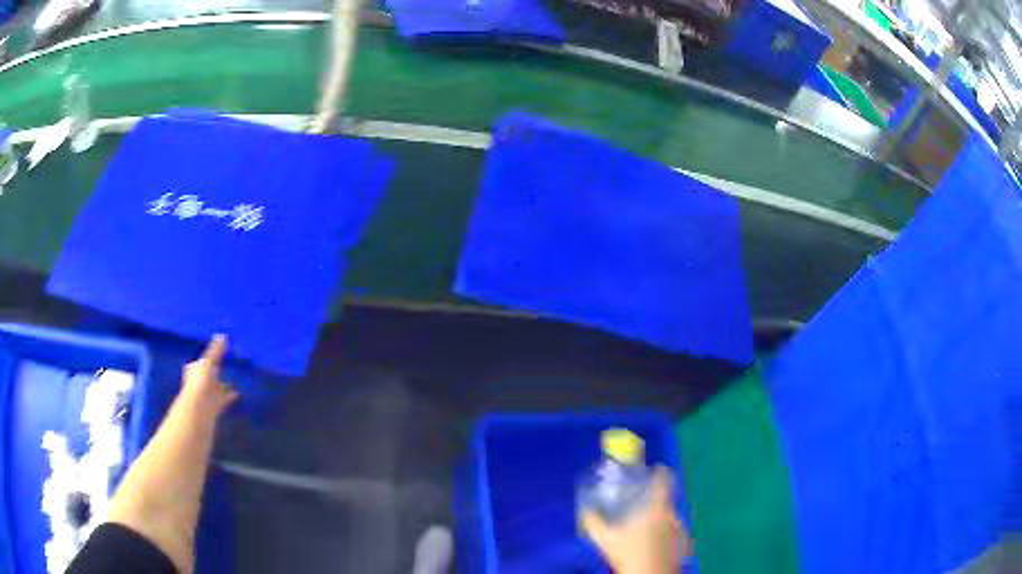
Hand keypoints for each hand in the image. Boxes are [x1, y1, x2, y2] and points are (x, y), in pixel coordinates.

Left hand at [180, 334, 237, 413]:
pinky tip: (239, 393)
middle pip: (209, 375)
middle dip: (216, 373)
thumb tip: (223, 335)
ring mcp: (207, 394)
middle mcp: (199, 382)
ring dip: (224, 385)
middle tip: (228, 367)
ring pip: (217, 387)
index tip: (216, 355)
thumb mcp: (208, 361)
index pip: (199, 362)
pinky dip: (231, 396)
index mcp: (194, 370)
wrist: (199, 407)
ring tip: (236, 380)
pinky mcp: (216, 405)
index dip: (206, 359)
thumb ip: (216, 350)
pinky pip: (224, 398)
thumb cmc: (200, 381)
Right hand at [582, 466, 689, 573]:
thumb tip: (586, 509)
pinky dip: (669, 535)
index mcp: (658, 509)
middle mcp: (674, 515)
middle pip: (667, 502)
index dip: (661, 473)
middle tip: (643, 508)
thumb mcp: (605, 539)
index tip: (656, 469)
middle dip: (656, 503)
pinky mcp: (686, 543)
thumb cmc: (628, 555)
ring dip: (663, 520)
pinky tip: (657, 544)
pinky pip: (677, 533)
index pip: (664, 481)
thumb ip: (594, 522)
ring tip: (648, 530)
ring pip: (673, 518)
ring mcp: (683, 530)